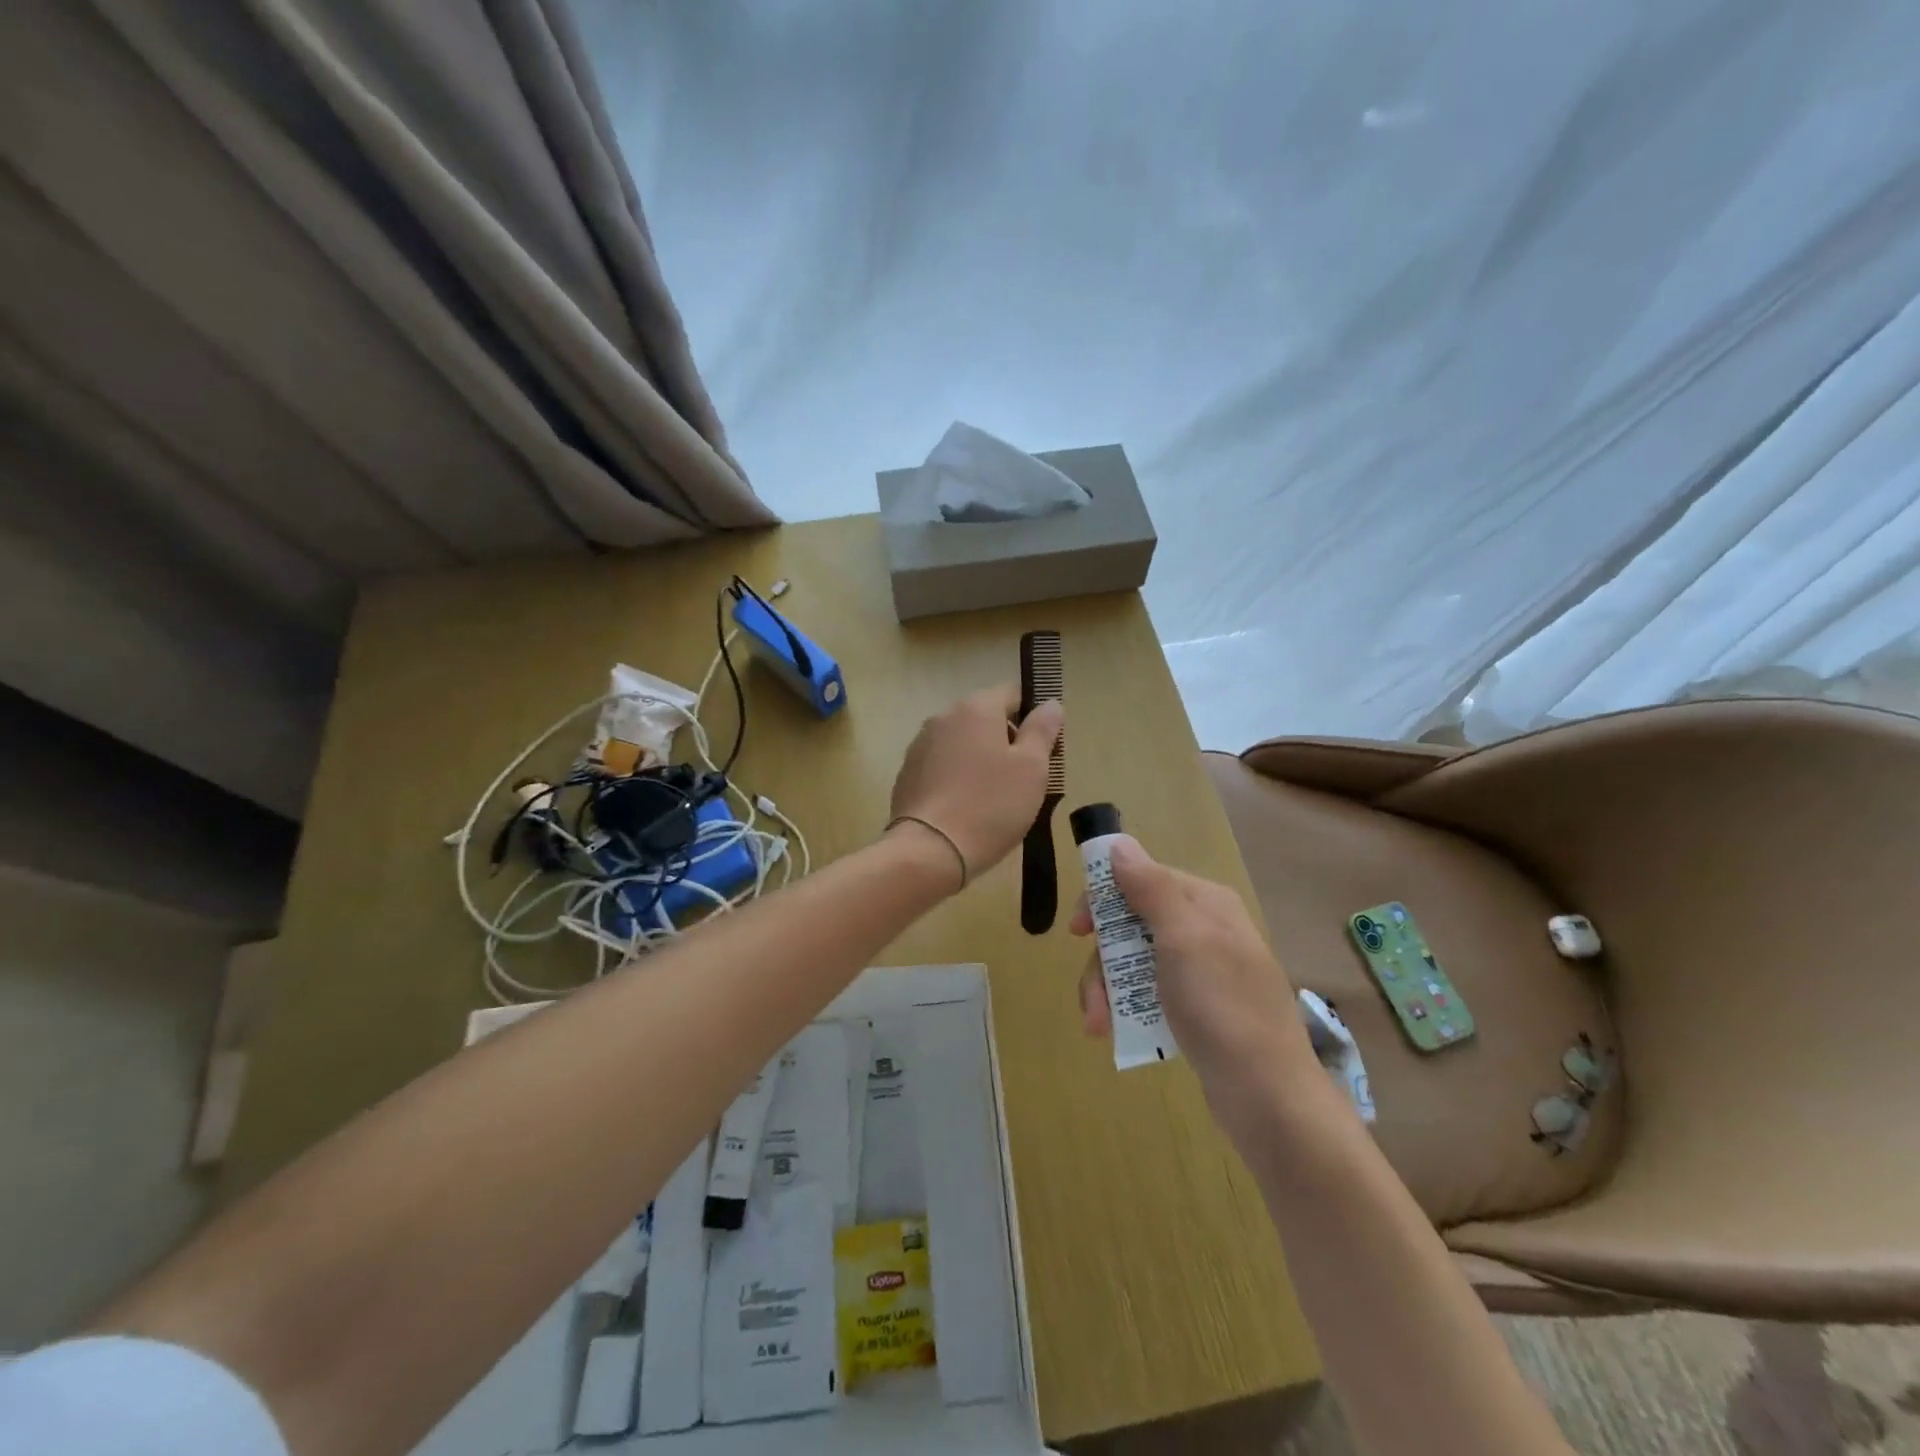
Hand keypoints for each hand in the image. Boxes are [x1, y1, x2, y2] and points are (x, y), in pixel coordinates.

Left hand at [888, 684, 1061, 882]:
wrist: (930, 851)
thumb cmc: (990, 806)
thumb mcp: (1032, 768)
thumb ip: (1042, 730)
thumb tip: (1050, 703)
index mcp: (975, 709)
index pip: (1011, 694)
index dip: (1032, 717)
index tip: (1042, 750)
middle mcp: (943, 718)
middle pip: (985, 719)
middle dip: (1006, 741)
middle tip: (1023, 780)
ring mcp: (920, 746)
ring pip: (962, 744)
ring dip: (980, 761)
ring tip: (994, 799)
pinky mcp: (907, 775)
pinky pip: (942, 767)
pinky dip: (957, 779)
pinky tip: (966, 809)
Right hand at [1074, 835, 1312, 1101]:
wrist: (1269, 1098)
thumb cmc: (1223, 1008)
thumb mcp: (1183, 939)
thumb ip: (1150, 887)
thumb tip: (1119, 843)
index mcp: (1205, 903)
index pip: (1142, 878)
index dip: (1104, 899)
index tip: (1078, 931)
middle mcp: (1204, 929)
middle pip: (1133, 923)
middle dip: (1105, 959)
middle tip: (1091, 995)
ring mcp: (1201, 970)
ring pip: (1135, 961)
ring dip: (1109, 989)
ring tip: (1098, 1025)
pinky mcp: (1196, 1008)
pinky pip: (1148, 992)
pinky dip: (1126, 1007)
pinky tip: (1113, 1033)